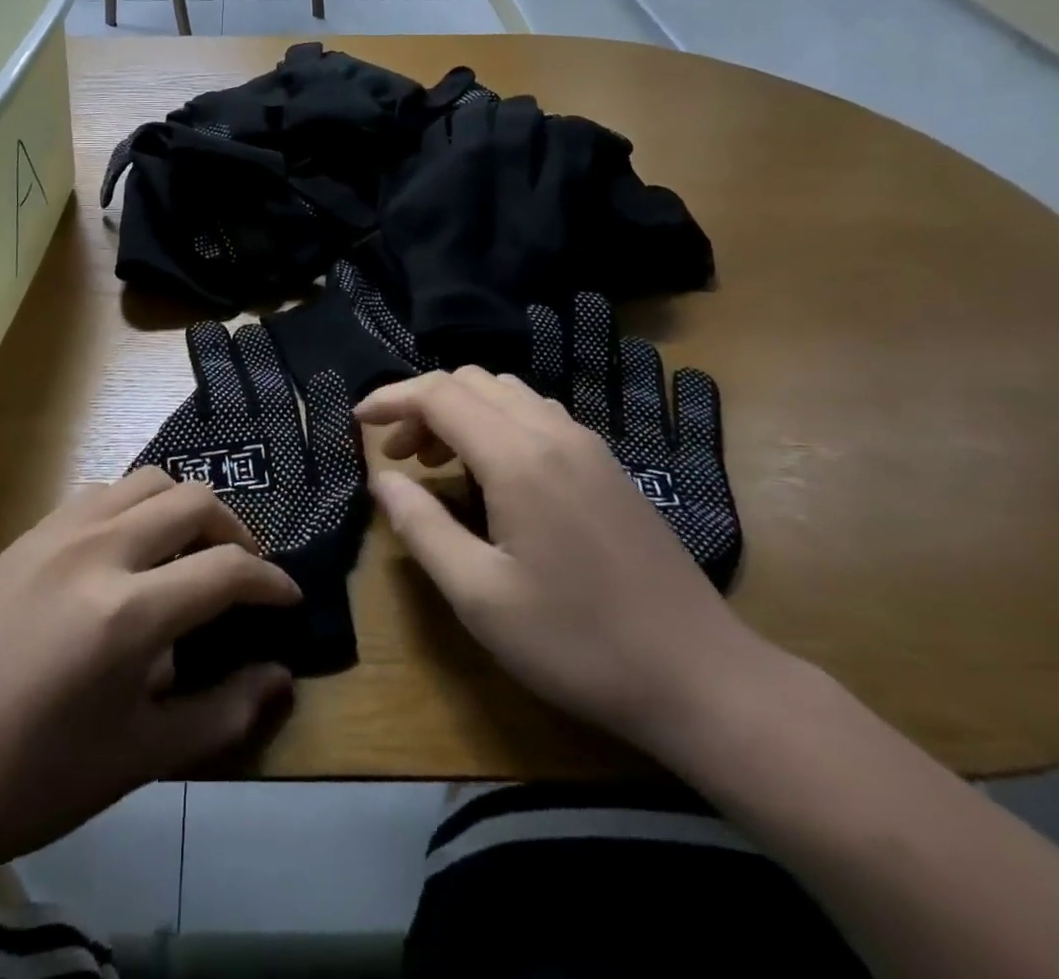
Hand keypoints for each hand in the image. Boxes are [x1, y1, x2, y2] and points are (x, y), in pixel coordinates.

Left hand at [0, 470, 299, 870]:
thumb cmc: (34, 779)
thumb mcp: (140, 758)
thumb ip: (222, 713)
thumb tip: (280, 677)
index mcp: (127, 613)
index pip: (226, 569)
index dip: (270, 582)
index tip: (287, 599)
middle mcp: (97, 551)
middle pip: (193, 501)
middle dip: (235, 531)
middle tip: (242, 574)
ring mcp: (57, 533)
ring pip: (147, 480)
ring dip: (184, 509)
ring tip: (189, 553)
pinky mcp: (28, 534)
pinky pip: (101, 493)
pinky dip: (135, 508)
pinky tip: (128, 553)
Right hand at [356, 369, 769, 749]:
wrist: (701, 677)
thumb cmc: (577, 642)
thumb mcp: (479, 596)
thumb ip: (422, 527)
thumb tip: (383, 480)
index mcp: (518, 457)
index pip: (439, 394)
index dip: (391, 399)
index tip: (358, 422)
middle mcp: (553, 433)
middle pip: (471, 382)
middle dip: (422, 405)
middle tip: (397, 456)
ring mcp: (587, 445)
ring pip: (506, 393)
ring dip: (460, 412)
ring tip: (437, 463)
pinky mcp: (606, 465)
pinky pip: (537, 415)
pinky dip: (496, 423)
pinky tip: (492, 474)